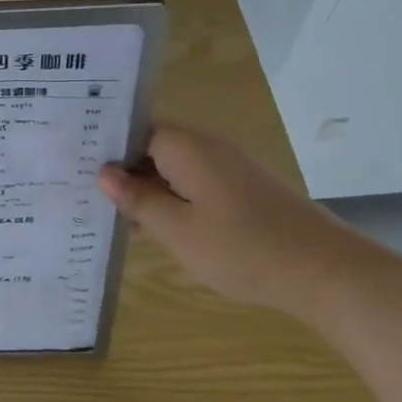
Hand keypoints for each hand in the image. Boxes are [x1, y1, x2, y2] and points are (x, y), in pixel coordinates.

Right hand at [97, 123, 377, 317]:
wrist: (327, 272)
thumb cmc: (243, 249)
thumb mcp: (177, 231)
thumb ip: (137, 199)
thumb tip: (104, 173)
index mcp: (186, 147)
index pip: (133, 129)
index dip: (104, 145)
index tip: (74, 164)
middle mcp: (207, 147)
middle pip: (152, 146)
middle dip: (122, 169)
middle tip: (84, 193)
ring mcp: (228, 167)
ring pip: (172, 167)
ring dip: (147, 187)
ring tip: (113, 214)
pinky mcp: (243, 189)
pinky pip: (194, 182)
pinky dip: (172, 198)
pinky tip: (157, 226)